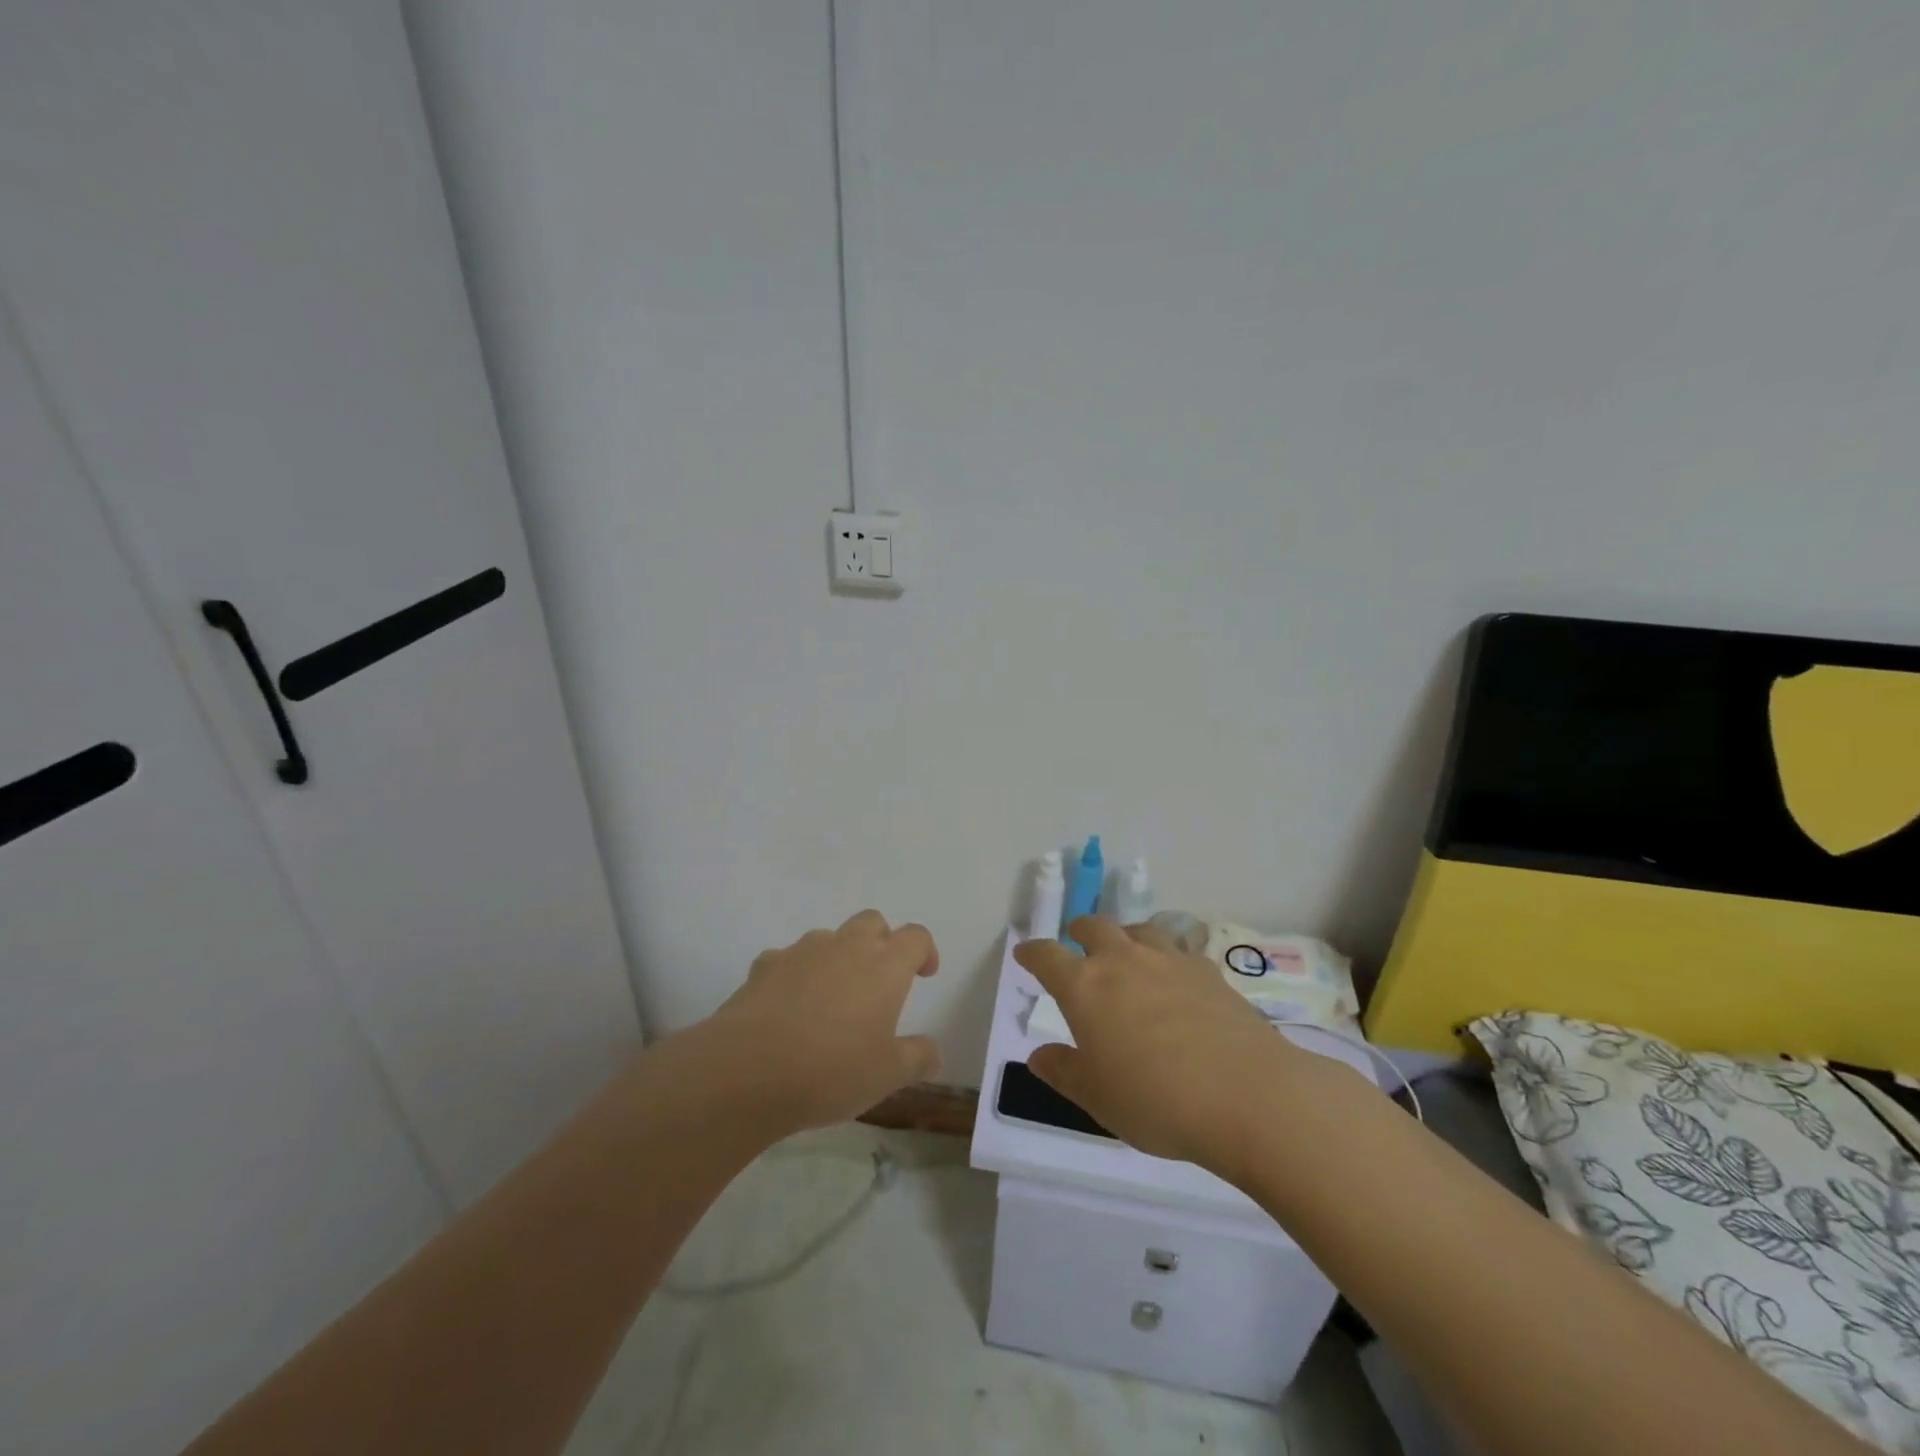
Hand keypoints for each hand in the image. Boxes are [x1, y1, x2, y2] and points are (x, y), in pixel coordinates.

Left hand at [703, 910, 941, 1131]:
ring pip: (829, 938)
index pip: (916, 937)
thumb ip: (918, 1058)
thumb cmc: (832, 1070)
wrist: (748, 1070)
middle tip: (879, 981)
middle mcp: (846, 946)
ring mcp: (802, 951)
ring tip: (831, 1000)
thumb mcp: (888, 1075)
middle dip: (881, 942)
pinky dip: (795, 975)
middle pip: (872, 922)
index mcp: (884, 965)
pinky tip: (788, 1009)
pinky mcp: (764, 966)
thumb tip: (933, 1052)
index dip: (924, 951)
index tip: (924, 974)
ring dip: (837, 958)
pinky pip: (788, 960)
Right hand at [1015, 918, 1300, 1180]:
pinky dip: (1166, 957)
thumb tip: (1038, 1056)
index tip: (1025, 954)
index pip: (1047, 956)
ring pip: (1138, 929)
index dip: (1032, 952)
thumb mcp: (1098, 1097)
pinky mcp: (1208, 970)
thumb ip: (1064, 1072)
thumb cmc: (1156, 1101)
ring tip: (1127, 954)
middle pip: (1094, 927)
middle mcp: (1123, 961)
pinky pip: (1178, 950)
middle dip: (1079, 932)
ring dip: (1125, 936)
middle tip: (1077, 946)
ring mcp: (1169, 960)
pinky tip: (1175, 979)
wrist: (1246, 1095)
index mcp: (1085, 987)